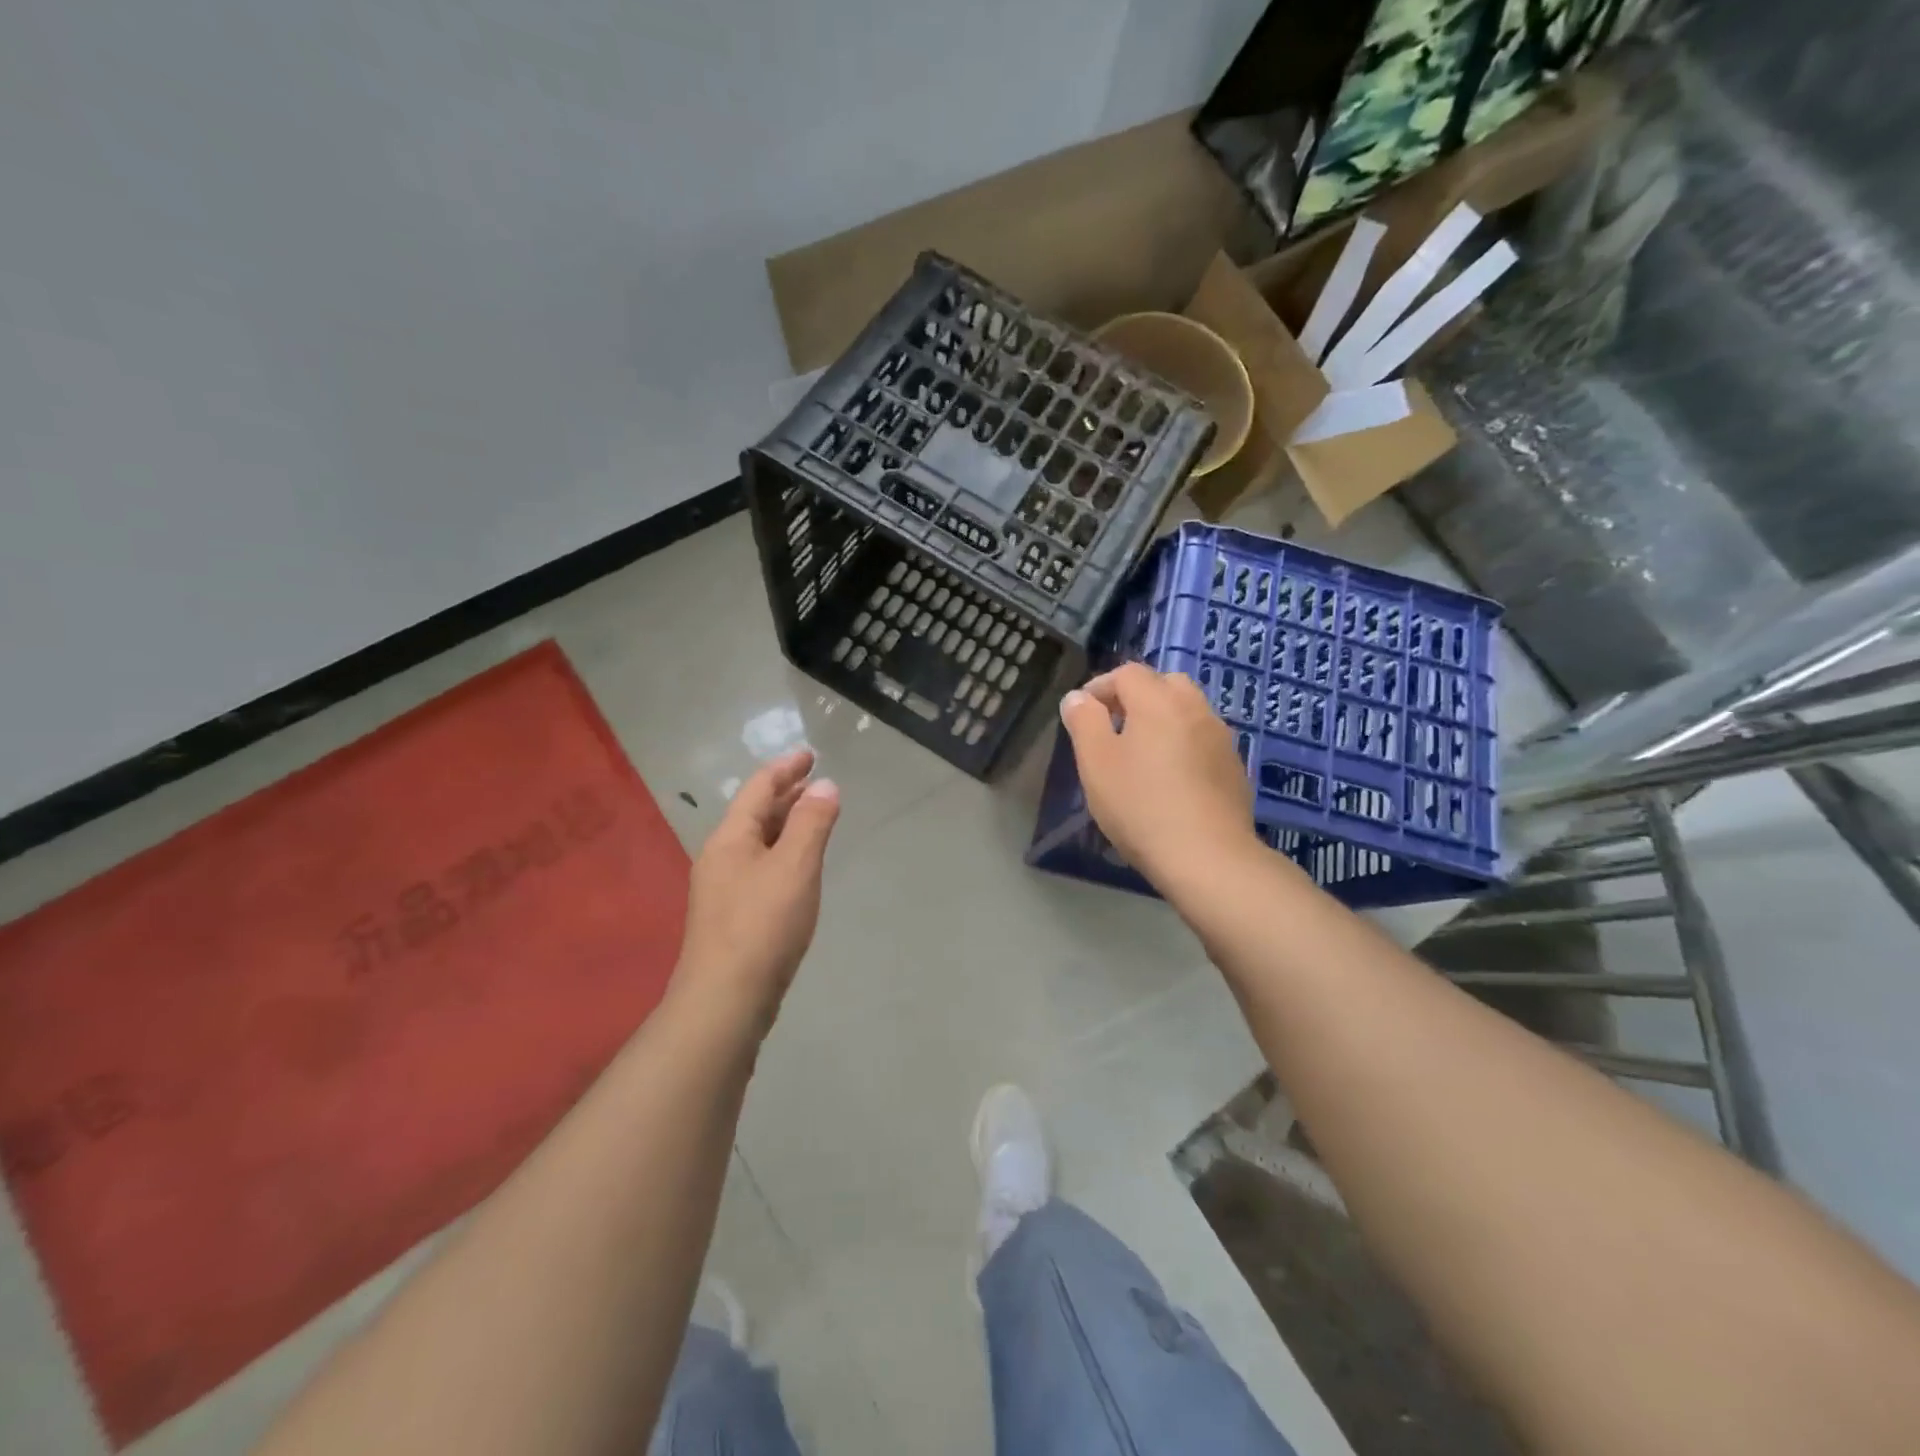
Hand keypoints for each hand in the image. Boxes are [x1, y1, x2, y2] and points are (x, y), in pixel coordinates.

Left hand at [673, 748, 839, 1035]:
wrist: (725, 1000)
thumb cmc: (762, 925)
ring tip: (813, 816)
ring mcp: (722, 889)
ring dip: (785, 824)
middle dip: (786, 794)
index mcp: (730, 838)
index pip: (759, 789)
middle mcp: (720, 857)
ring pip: (757, 842)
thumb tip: (825, 785)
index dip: (785, 768)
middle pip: (755, 814)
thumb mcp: (795, 866)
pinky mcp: (731, 917)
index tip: (809, 754)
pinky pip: (759, 867)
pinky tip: (797, 866)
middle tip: (816, 780)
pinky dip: (782, 853)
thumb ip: (813, 822)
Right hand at [1059, 663, 1257, 889]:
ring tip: (1142, 754)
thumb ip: (1084, 722)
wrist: (1208, 857)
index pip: (1127, 673)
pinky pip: (1203, 741)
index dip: (1100, 686)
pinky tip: (1171, 780)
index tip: (1083, 713)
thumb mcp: (1096, 763)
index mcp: (1159, 700)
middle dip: (1136, 697)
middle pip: (1164, 684)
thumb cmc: (1141, 806)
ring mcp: (1221, 738)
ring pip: (1188, 712)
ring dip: (1163, 720)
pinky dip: (1184, 745)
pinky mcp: (1234, 769)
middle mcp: (1195, 709)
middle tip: (1114, 727)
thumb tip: (1078, 697)